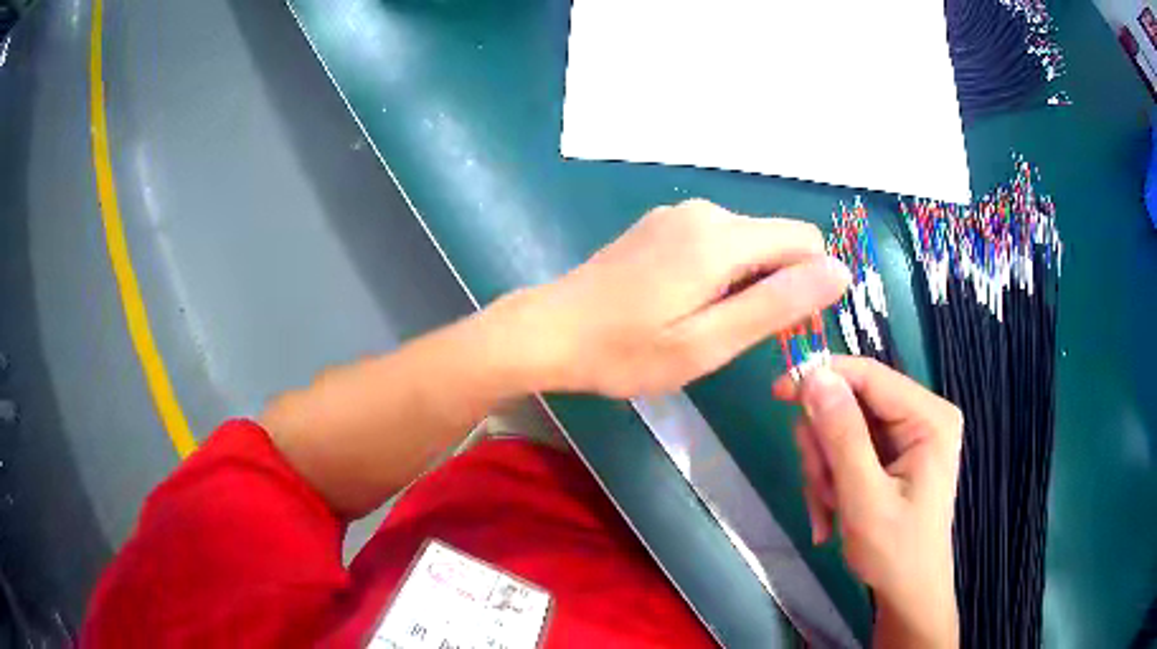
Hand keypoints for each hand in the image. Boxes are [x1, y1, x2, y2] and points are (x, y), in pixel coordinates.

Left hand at [522, 199, 850, 396]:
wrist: (550, 331)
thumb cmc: (625, 351)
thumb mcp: (708, 342)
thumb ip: (776, 304)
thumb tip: (839, 271)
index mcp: (721, 237)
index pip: (805, 240)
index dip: (810, 284)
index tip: (783, 327)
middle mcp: (705, 212)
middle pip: (777, 240)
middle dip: (777, 286)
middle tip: (736, 336)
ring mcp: (678, 216)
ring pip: (748, 243)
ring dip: (747, 283)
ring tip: (705, 325)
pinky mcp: (661, 226)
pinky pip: (717, 243)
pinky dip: (721, 273)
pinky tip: (684, 305)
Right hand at [773, 357, 962, 647]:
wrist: (907, 592)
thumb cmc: (895, 551)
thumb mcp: (865, 498)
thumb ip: (842, 437)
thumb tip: (814, 377)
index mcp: (929, 417)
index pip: (869, 375)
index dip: (822, 377)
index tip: (776, 393)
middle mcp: (920, 415)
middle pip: (851, 404)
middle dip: (825, 449)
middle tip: (821, 490)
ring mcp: (906, 435)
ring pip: (841, 429)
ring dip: (825, 471)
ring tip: (830, 510)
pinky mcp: (892, 453)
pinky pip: (845, 450)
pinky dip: (831, 480)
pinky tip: (833, 514)